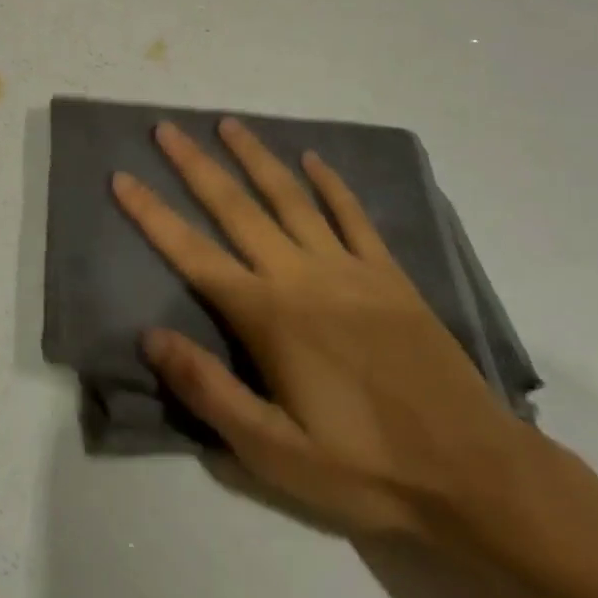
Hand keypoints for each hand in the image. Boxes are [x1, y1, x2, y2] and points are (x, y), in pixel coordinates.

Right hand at [113, 119, 533, 541]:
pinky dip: (331, 184)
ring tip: (228, 123)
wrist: (476, 474)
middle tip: (165, 128)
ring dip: (255, 157)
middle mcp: (299, 275)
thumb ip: (209, 389)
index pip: (193, 253)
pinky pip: (353, 216)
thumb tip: (150, 337)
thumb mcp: (275, 452)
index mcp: (267, 315)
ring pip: (290, 197)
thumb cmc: (365, 465)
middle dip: (194, 165)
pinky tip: (313, 159)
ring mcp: (348, 268)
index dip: (152, 214)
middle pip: (236, 207)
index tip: (121, 177)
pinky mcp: (388, 275)